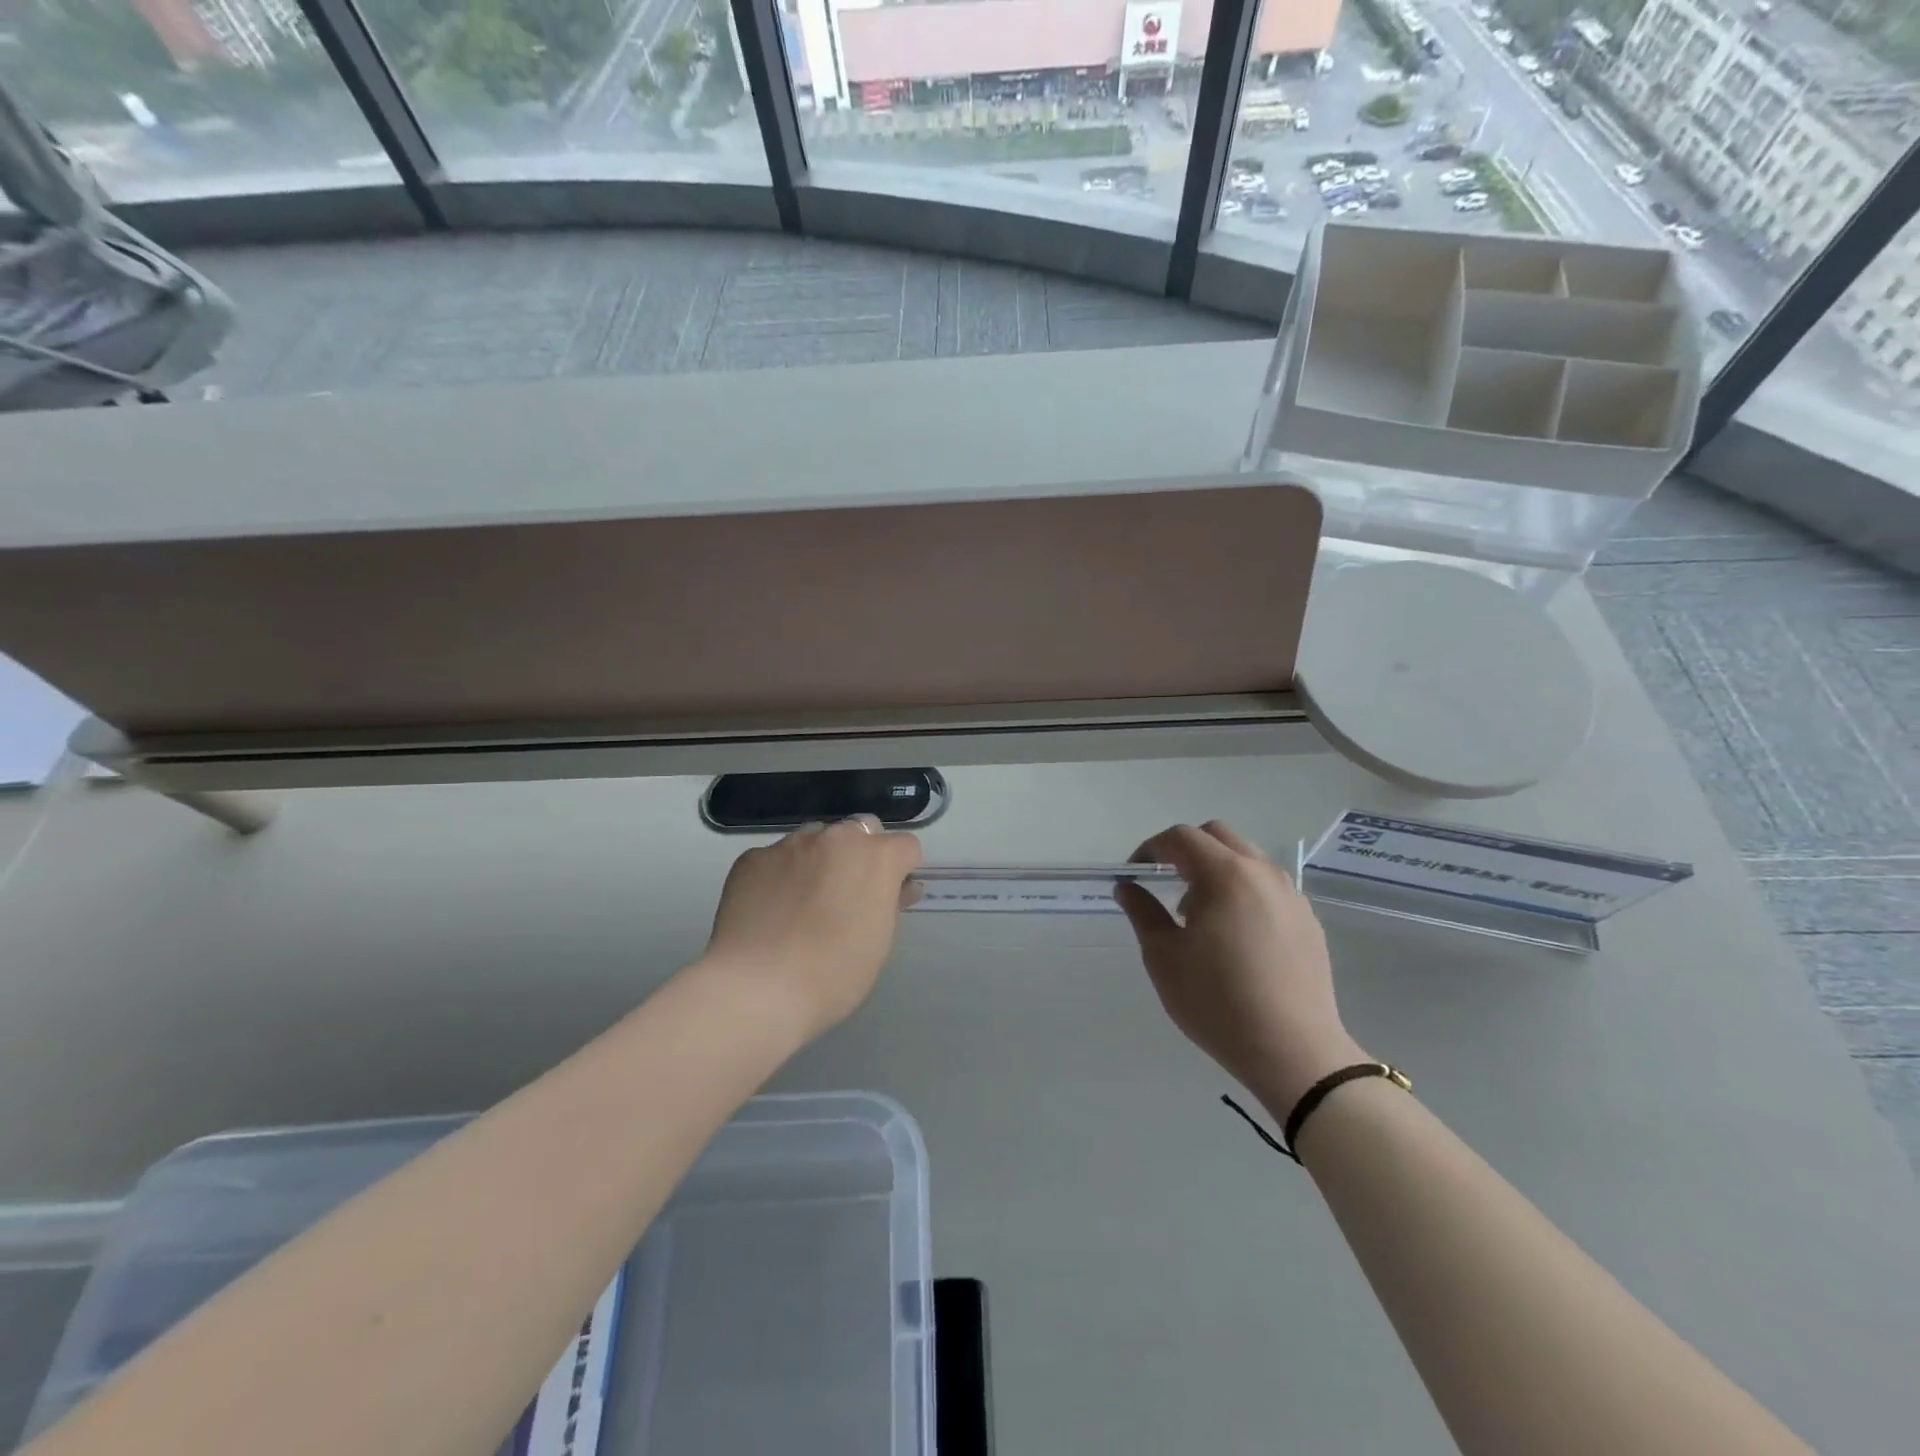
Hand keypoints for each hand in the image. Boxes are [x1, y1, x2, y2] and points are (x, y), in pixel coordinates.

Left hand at [700, 817, 923, 1042]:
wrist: (757, 987)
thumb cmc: (833, 974)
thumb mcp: (878, 943)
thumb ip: (890, 904)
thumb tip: (900, 887)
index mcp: (877, 857)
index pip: (904, 846)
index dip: (899, 870)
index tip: (888, 896)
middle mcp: (836, 838)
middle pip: (860, 830)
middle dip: (860, 854)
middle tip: (847, 895)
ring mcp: (791, 844)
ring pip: (815, 838)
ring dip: (819, 859)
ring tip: (802, 902)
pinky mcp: (753, 857)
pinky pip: (776, 858)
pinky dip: (779, 875)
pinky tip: (769, 909)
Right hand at [1116, 821, 1364, 1117]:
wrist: (1294, 1053)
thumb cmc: (1217, 1002)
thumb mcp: (1164, 958)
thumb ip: (1142, 912)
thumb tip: (1128, 886)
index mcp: (1225, 875)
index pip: (1181, 838)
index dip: (1151, 848)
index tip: (1135, 875)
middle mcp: (1262, 873)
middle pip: (1217, 836)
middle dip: (1185, 850)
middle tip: (1165, 884)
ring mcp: (1291, 895)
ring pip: (1246, 859)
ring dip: (1216, 869)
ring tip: (1199, 914)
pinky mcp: (1308, 921)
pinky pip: (1268, 887)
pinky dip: (1243, 891)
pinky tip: (1234, 936)